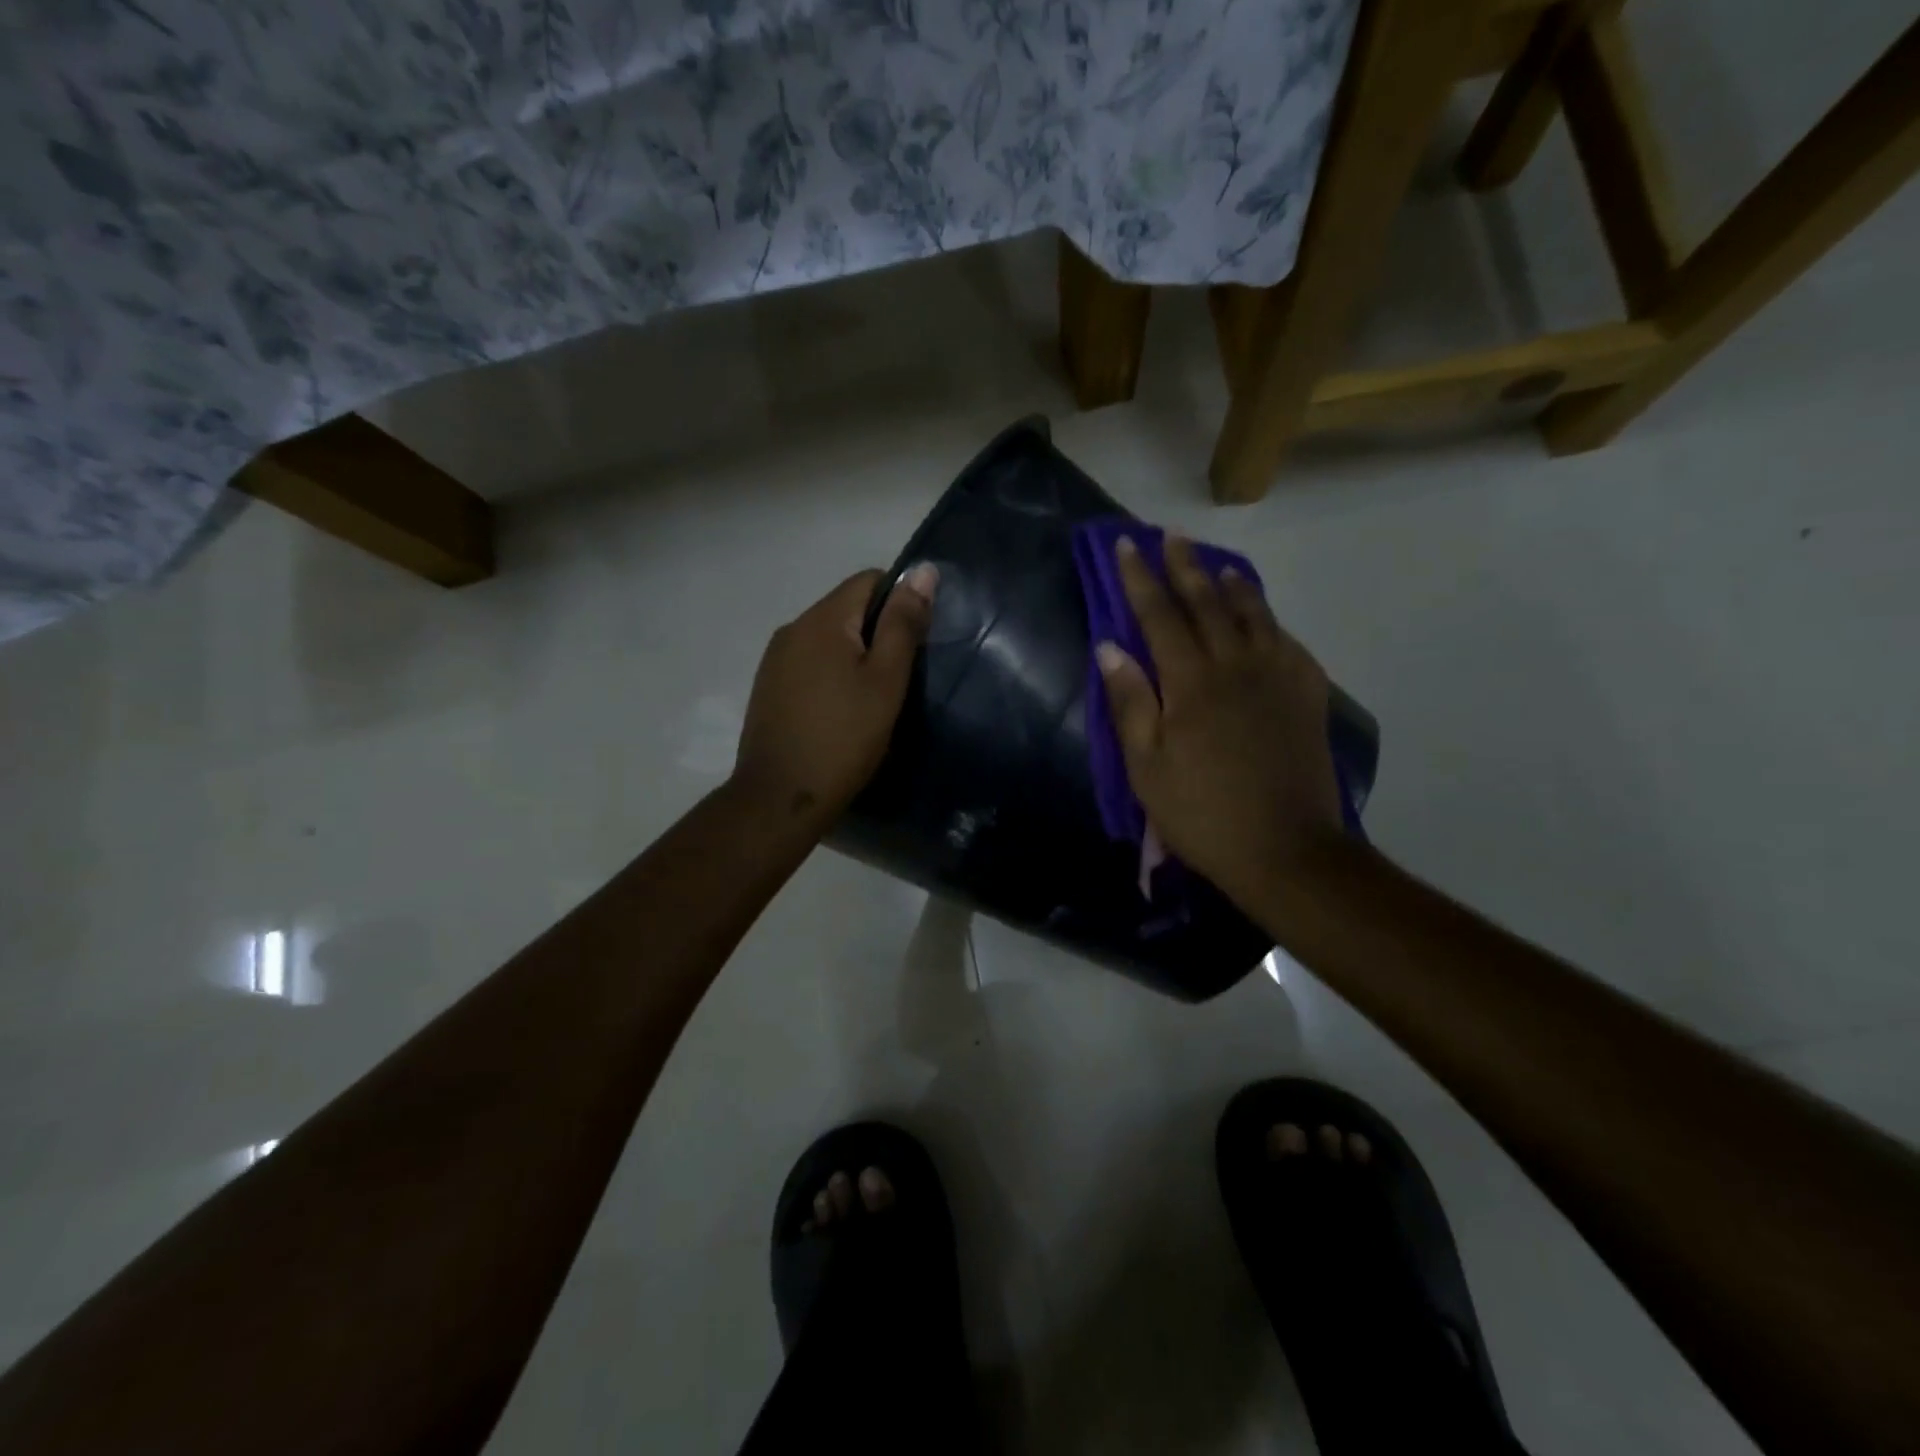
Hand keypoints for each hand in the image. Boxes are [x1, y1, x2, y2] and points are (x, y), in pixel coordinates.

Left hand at [734, 563, 937, 826]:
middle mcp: (792, 629)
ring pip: (827, 639)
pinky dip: (832, 675)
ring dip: (854, 655)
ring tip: (873, 698)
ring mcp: (774, 660)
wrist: (780, 798)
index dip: (900, 601)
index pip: (869, 580)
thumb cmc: (844, 738)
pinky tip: (842, 711)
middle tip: (900, 677)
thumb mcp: (885, 681)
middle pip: (846, 608)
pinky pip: (809, 663)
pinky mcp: (768, 688)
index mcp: (821, 619)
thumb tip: (923, 571)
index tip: (916, 643)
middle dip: (878, 631)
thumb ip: (903, 624)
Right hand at [1096, 536, 1342, 905]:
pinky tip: (1264, 619)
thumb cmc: (1202, 812)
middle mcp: (1236, 665)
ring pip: (1253, 614)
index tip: (1126, 545)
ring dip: (1231, 584)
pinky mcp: (1307, 695)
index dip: (1139, 578)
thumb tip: (1109, 646)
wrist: (1285, 848)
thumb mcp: (1147, 766)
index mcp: (1191, 682)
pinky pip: (1287, 642)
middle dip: (1185, 566)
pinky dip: (1270, 621)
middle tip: (1172, 535)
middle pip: (1207, 603)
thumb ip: (1130, 701)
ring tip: (1218, 565)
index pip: (1159, 615)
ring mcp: (1278, 677)